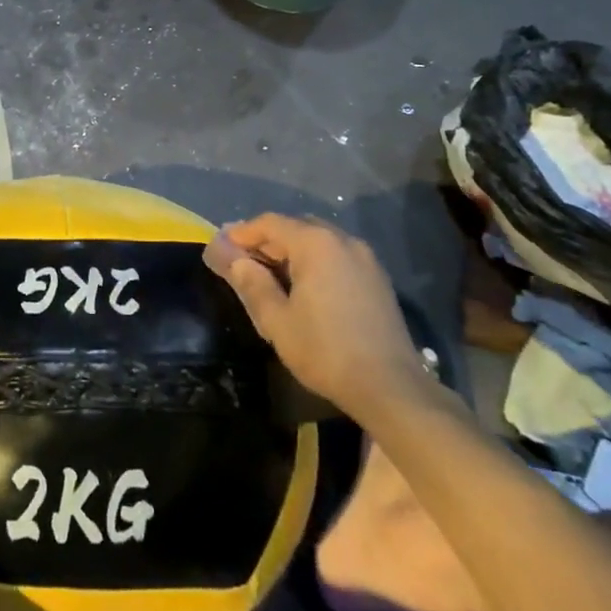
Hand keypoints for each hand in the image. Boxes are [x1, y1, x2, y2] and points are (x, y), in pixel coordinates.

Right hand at [215, 214, 429, 415]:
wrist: (391, 387)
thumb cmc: (326, 351)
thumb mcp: (276, 320)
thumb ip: (250, 282)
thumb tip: (228, 256)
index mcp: (315, 243)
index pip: (269, 223)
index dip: (241, 234)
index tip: (219, 249)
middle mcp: (342, 239)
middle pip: (294, 227)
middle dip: (265, 241)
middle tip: (240, 262)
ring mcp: (364, 258)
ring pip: (317, 241)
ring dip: (289, 251)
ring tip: (268, 276)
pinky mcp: (377, 278)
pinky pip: (336, 256)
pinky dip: (313, 262)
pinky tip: (303, 287)